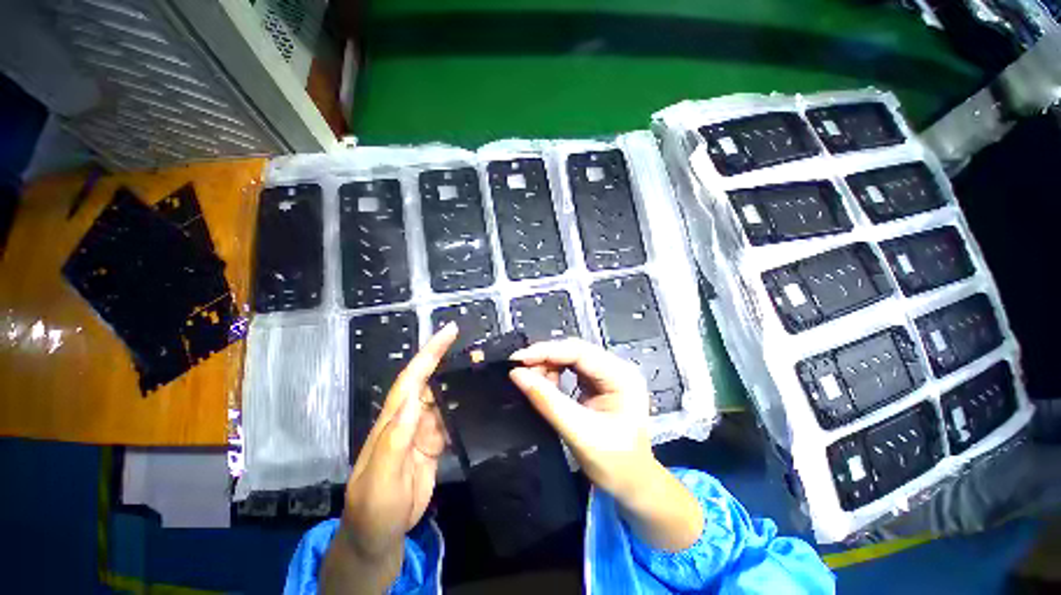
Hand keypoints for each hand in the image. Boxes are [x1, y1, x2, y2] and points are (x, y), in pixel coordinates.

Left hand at [323, 323, 456, 594]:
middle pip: (432, 381)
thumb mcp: (380, 476)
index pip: (413, 376)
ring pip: (445, 397)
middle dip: (451, 360)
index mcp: (394, 418)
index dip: (430, 352)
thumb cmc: (373, 506)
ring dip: (462, 381)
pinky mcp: (436, 443)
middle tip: (479, 349)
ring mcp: (425, 430)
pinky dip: (465, 406)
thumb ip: (395, 438)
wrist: (379, 535)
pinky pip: (453, 418)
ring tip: (485, 368)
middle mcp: (410, 417)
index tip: (450, 331)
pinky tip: (480, 399)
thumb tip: (415, 399)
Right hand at [508, 338, 654, 496]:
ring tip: (530, 380)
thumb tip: (516, 375)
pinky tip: (544, 384)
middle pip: (575, 351)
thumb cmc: (614, 463)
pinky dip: (554, 373)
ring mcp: (609, 373)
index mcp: (621, 376)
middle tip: (519, 370)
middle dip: (545, 358)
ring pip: (571, 357)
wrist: (634, 484)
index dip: (546, 352)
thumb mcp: (579, 433)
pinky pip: (572, 368)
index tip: (517, 359)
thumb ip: (547, 402)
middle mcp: (617, 368)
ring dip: (548, 365)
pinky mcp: (600, 382)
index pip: (579, 352)